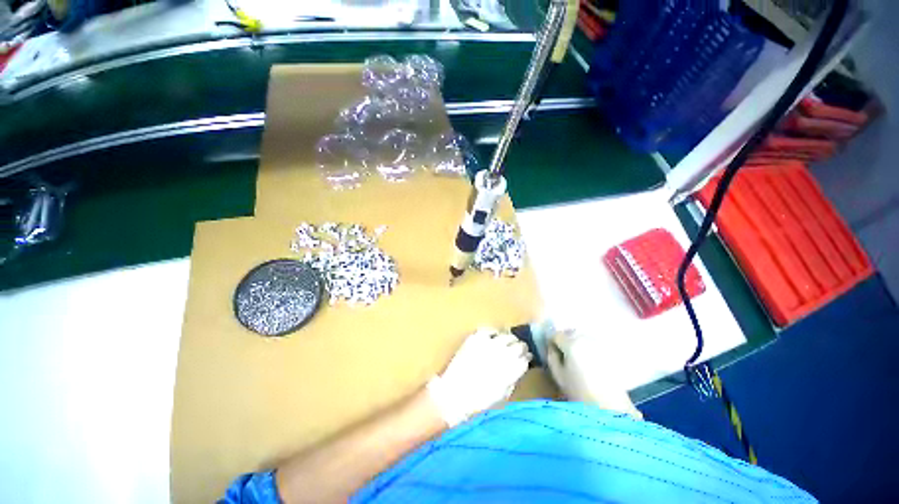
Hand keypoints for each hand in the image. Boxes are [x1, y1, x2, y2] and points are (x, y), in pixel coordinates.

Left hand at [426, 328, 530, 426]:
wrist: (453, 394)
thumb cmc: (479, 401)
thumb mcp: (503, 395)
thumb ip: (514, 379)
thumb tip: (518, 368)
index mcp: (512, 370)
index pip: (526, 358)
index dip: (527, 358)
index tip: (526, 358)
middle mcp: (503, 354)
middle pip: (519, 344)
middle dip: (520, 347)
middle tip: (518, 349)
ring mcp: (489, 343)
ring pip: (506, 335)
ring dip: (509, 339)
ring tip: (507, 342)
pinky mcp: (475, 338)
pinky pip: (489, 330)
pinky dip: (493, 332)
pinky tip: (493, 336)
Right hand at [546, 330, 642, 418]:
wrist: (610, 406)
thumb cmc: (579, 391)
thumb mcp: (558, 375)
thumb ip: (552, 357)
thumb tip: (552, 348)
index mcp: (571, 343)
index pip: (556, 334)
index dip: (551, 342)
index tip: (551, 351)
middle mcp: (585, 338)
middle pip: (570, 332)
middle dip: (564, 339)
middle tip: (562, 353)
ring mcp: (598, 344)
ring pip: (582, 336)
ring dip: (576, 342)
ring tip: (575, 356)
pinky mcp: (608, 351)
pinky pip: (593, 343)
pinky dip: (587, 347)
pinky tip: (588, 360)